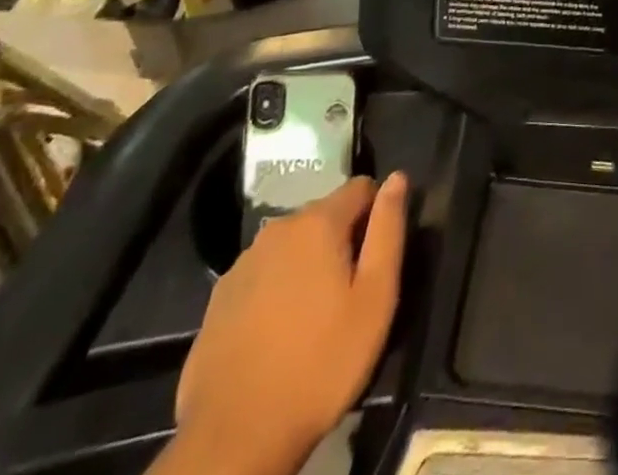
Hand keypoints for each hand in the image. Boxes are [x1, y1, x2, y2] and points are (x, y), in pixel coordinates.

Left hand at [167, 175, 407, 474]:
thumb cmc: (320, 364)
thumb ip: (388, 230)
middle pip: (324, 216)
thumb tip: (397, 178)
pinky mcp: (219, 298)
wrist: (235, 439)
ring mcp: (243, 263)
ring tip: (314, 317)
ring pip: (292, 246)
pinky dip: (277, 290)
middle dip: (341, 241)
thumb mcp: (375, 298)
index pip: (361, 187)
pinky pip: (263, 276)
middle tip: (349, 295)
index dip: (376, 213)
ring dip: (308, 265)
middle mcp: (278, 228)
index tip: (377, 257)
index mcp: (318, 222)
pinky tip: (279, 333)